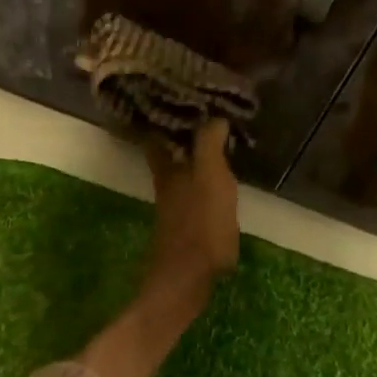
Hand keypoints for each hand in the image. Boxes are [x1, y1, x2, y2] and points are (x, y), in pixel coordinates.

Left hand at [145, 119, 238, 294]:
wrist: (187, 278)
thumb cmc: (200, 224)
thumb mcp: (211, 178)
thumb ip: (209, 145)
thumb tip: (214, 115)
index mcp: (167, 167)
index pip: (157, 132)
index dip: (163, 115)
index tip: (177, 98)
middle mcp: (166, 182)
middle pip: (168, 150)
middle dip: (180, 131)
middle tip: (203, 113)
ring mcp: (175, 204)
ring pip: (180, 168)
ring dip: (193, 153)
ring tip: (216, 138)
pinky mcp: (186, 222)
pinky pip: (193, 187)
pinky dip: (203, 175)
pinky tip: (219, 177)